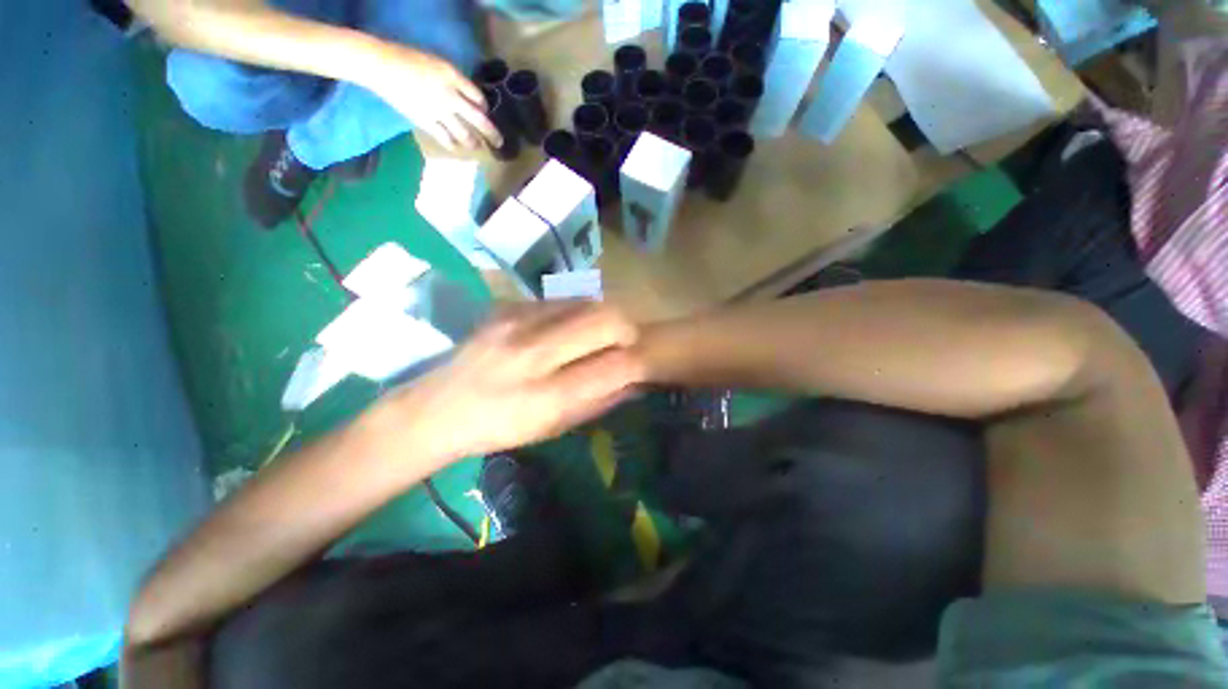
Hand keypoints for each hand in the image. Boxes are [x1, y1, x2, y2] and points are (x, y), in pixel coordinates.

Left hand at [365, 302, 645, 462]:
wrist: (436, 408)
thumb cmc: (499, 429)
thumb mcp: (553, 428)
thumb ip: (599, 402)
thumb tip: (636, 380)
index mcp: (546, 397)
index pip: (615, 366)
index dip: (639, 361)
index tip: (642, 362)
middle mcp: (533, 354)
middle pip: (605, 319)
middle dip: (627, 329)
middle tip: (624, 342)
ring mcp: (516, 323)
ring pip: (585, 301)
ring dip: (601, 317)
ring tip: (593, 335)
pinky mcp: (505, 307)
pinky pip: (559, 299)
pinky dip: (574, 312)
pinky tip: (563, 329)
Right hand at [367, 46, 501, 151]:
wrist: (381, 66)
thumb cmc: (408, 59)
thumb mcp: (437, 63)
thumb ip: (454, 80)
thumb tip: (469, 99)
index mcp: (453, 77)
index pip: (478, 98)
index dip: (484, 107)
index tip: (485, 112)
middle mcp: (450, 97)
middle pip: (478, 120)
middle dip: (492, 134)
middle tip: (500, 143)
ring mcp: (439, 112)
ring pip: (464, 134)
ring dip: (473, 142)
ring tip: (477, 146)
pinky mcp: (426, 122)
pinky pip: (445, 139)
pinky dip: (453, 144)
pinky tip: (456, 147)